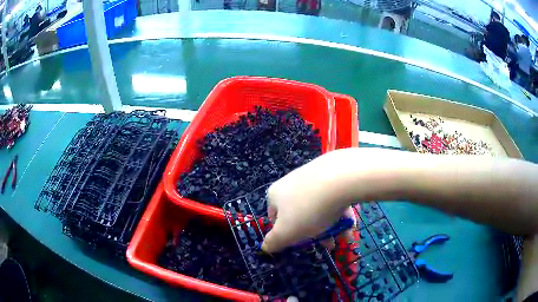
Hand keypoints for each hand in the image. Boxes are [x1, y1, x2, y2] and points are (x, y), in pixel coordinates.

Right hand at [261, 149, 357, 252]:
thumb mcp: (286, 232)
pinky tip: (351, 225)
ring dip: (331, 226)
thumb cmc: (308, 209)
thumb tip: (265, 247)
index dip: (286, 234)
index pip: (275, 218)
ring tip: (344, 237)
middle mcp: (291, 183)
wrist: (341, 178)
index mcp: (276, 194)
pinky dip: (340, 213)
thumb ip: (273, 242)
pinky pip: (334, 198)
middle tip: (328, 244)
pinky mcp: (332, 174)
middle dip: (314, 233)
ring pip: (320, 208)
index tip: (302, 243)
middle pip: (300, 214)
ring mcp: (313, 177)